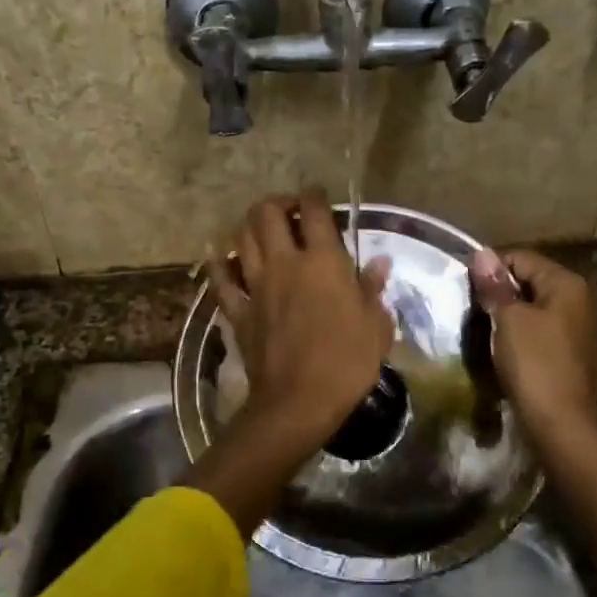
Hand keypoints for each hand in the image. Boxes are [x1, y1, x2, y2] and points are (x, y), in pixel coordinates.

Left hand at [206, 190, 392, 450]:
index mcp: (323, 262)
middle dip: (277, 202)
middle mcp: (285, 263)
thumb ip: (373, 290)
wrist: (298, 401)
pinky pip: (221, 280)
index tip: (318, 195)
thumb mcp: (376, 327)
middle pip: (267, 214)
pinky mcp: (238, 310)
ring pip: (241, 238)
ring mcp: (256, 286)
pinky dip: (219, 264)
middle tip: (288, 210)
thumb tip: (378, 264)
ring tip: (261, 228)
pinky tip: (220, 256)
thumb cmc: (346, 363)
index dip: (315, 195)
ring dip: (249, 225)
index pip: (314, 212)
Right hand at [469, 249, 596, 436]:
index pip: (522, 258)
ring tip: (485, 328)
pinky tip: (506, 348)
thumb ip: (495, 286)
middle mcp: (580, 299)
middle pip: (531, 281)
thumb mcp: (509, 320)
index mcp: (567, 284)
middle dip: (501, 292)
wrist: (561, 424)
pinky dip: (523, 333)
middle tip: (473, 308)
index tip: (466, 287)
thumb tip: (482, 253)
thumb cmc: (534, 364)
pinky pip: (543, 331)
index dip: (491, 268)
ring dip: (511, 314)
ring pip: (536, 307)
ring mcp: (580, 328)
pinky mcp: (575, 353)